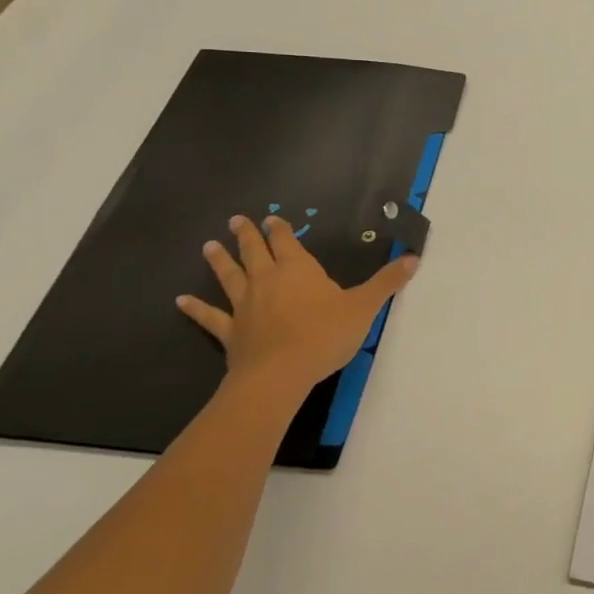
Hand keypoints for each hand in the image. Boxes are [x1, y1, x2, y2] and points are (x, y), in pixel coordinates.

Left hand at [179, 215, 417, 398]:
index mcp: (299, 269)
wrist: (280, 374)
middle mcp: (267, 280)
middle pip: (255, 252)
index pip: (287, 241)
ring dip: (219, 261)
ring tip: (209, 246)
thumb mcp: (364, 306)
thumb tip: (413, 258)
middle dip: (247, 235)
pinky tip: (180, 302)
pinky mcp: (230, 332)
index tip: (272, 218)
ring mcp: (244, 306)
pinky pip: (210, 317)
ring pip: (229, 277)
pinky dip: (195, 309)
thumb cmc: (324, 334)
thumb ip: (387, 282)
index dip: (280, 229)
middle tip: (235, 220)